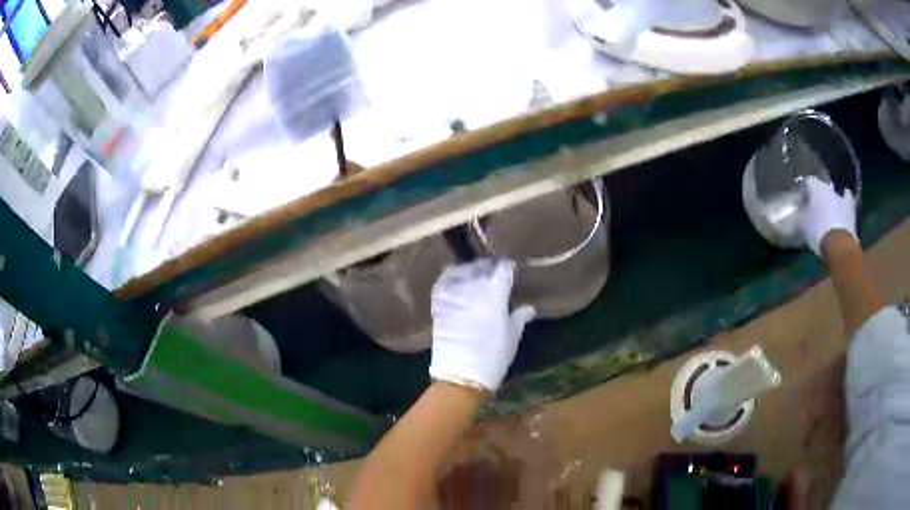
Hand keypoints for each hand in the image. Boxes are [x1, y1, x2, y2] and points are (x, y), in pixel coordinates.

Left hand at [429, 259, 535, 391]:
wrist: (462, 376)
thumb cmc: (493, 358)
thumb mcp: (512, 337)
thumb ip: (519, 318)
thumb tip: (528, 307)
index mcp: (495, 296)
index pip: (503, 270)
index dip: (508, 266)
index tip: (511, 267)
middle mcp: (474, 290)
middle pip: (482, 267)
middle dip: (489, 266)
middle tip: (495, 269)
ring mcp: (454, 296)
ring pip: (463, 272)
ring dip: (471, 269)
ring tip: (476, 272)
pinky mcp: (439, 305)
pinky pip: (444, 283)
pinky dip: (450, 277)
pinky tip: (455, 278)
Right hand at [800, 176, 856, 256]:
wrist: (839, 245)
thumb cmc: (818, 232)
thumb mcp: (804, 226)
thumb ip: (802, 216)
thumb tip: (800, 214)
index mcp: (817, 188)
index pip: (809, 181)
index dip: (807, 189)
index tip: (805, 198)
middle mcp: (830, 188)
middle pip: (825, 187)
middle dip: (823, 194)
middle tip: (820, 205)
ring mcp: (843, 198)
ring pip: (838, 194)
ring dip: (836, 200)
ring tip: (833, 210)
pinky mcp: (852, 211)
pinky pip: (847, 207)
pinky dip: (845, 211)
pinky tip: (842, 218)